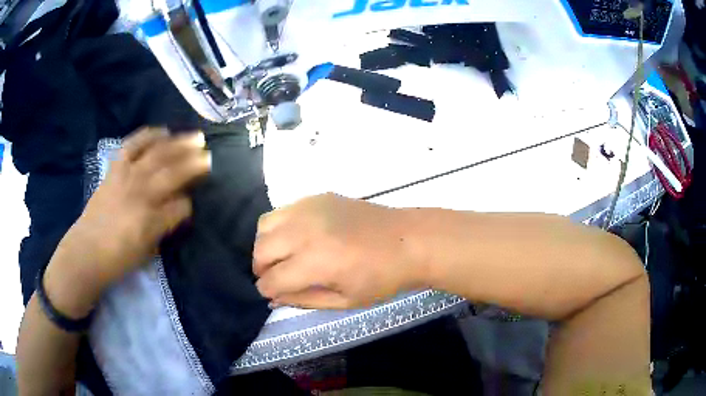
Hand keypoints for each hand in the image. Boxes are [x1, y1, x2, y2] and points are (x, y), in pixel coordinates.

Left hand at [44, 128, 210, 314]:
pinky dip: (147, 136)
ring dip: (178, 145)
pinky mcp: (115, 170)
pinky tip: (161, 131)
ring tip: (194, 137)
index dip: (189, 204)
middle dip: (193, 164)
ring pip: (157, 155)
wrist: (86, 251)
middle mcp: (140, 195)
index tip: (192, 203)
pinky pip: (132, 146)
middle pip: (172, 173)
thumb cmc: (118, 259)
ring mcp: (126, 178)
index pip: (180, 206)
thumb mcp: (146, 253)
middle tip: (209, 155)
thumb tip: (177, 210)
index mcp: (150, 221)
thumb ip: (164, 229)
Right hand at [253, 193, 425, 308]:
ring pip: (265, 224)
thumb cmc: (382, 278)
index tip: (271, 293)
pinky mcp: (317, 197)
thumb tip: (274, 298)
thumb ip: (304, 300)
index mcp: (317, 262)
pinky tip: (296, 238)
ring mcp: (311, 208)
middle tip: (275, 277)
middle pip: (262, 249)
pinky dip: (280, 226)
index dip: (267, 290)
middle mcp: (307, 231)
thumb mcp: (344, 300)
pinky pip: (283, 210)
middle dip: (261, 269)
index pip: (273, 278)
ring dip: (266, 245)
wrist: (408, 241)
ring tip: (281, 257)